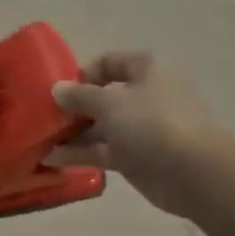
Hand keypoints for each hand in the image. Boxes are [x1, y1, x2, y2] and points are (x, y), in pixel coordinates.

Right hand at [47, 52, 229, 217]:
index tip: (60, 91)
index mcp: (146, 70)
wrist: (194, 173)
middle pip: (102, 96)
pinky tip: (52, 159)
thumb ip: (80, 95)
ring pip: (100, 127)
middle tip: (44, 119)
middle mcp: (144, 95)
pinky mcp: (136, 157)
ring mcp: (141, 128)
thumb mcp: (110, 103)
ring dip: (72, 134)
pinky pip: (102, 151)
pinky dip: (80, 154)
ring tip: (40, 141)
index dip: (83, 74)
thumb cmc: (153, 124)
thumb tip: (57, 89)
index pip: (109, 62)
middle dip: (73, 108)